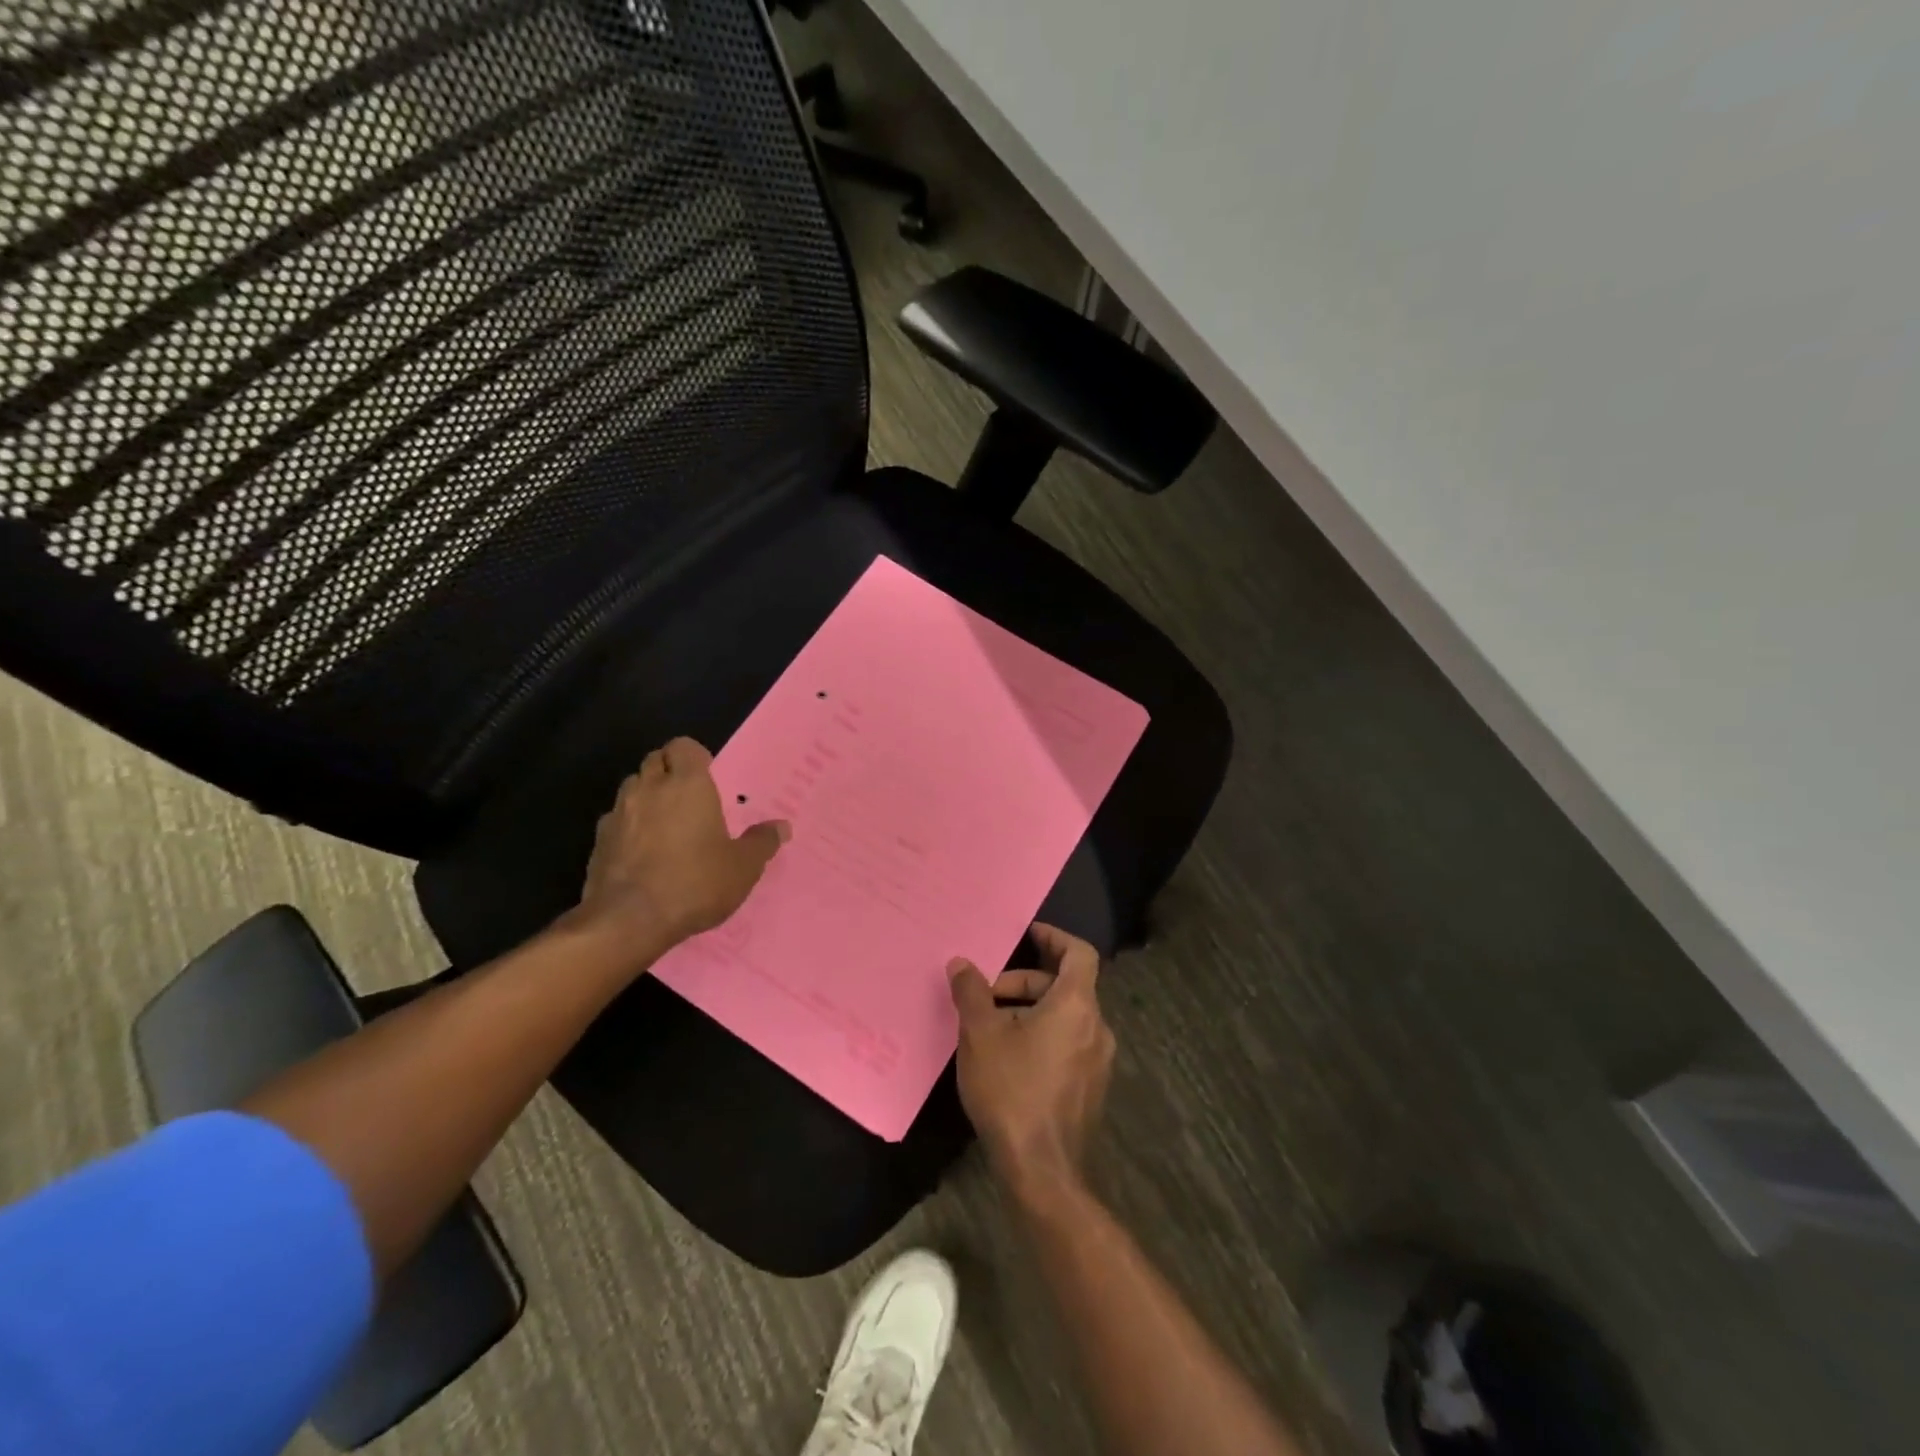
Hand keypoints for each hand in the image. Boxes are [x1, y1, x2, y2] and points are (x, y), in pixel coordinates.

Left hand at [574, 737, 788, 955]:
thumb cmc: (695, 883)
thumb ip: (762, 842)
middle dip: (670, 771)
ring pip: (632, 788)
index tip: (708, 776)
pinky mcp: (598, 841)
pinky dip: (629, 827)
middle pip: (655, 760)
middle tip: (689, 797)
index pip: (683, 746)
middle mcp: (649, 789)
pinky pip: (616, 820)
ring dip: (647, 796)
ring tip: (665, 823)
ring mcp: (618, 814)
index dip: (695, 756)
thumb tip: (781, 827)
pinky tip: (642, 852)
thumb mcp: (743, 867)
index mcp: (687, 785)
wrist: (629, 921)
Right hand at [948, 923, 1114, 1196]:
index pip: (1080, 953)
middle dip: (1025, 982)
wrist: (1042, 1172)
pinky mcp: (1090, 1088)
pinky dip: (1041, 1035)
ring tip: (990, 1027)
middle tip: (987, 994)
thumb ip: (972, 993)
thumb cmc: (1012, 1091)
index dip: (1054, 938)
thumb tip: (961, 963)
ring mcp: (1098, 1061)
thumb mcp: (981, 1035)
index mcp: (1077, 1006)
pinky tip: (1007, 1058)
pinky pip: (1068, 1043)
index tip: (1028, 933)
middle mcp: (1096, 1027)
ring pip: (1065, 1017)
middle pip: (1066, 986)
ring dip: (1030, 1011)